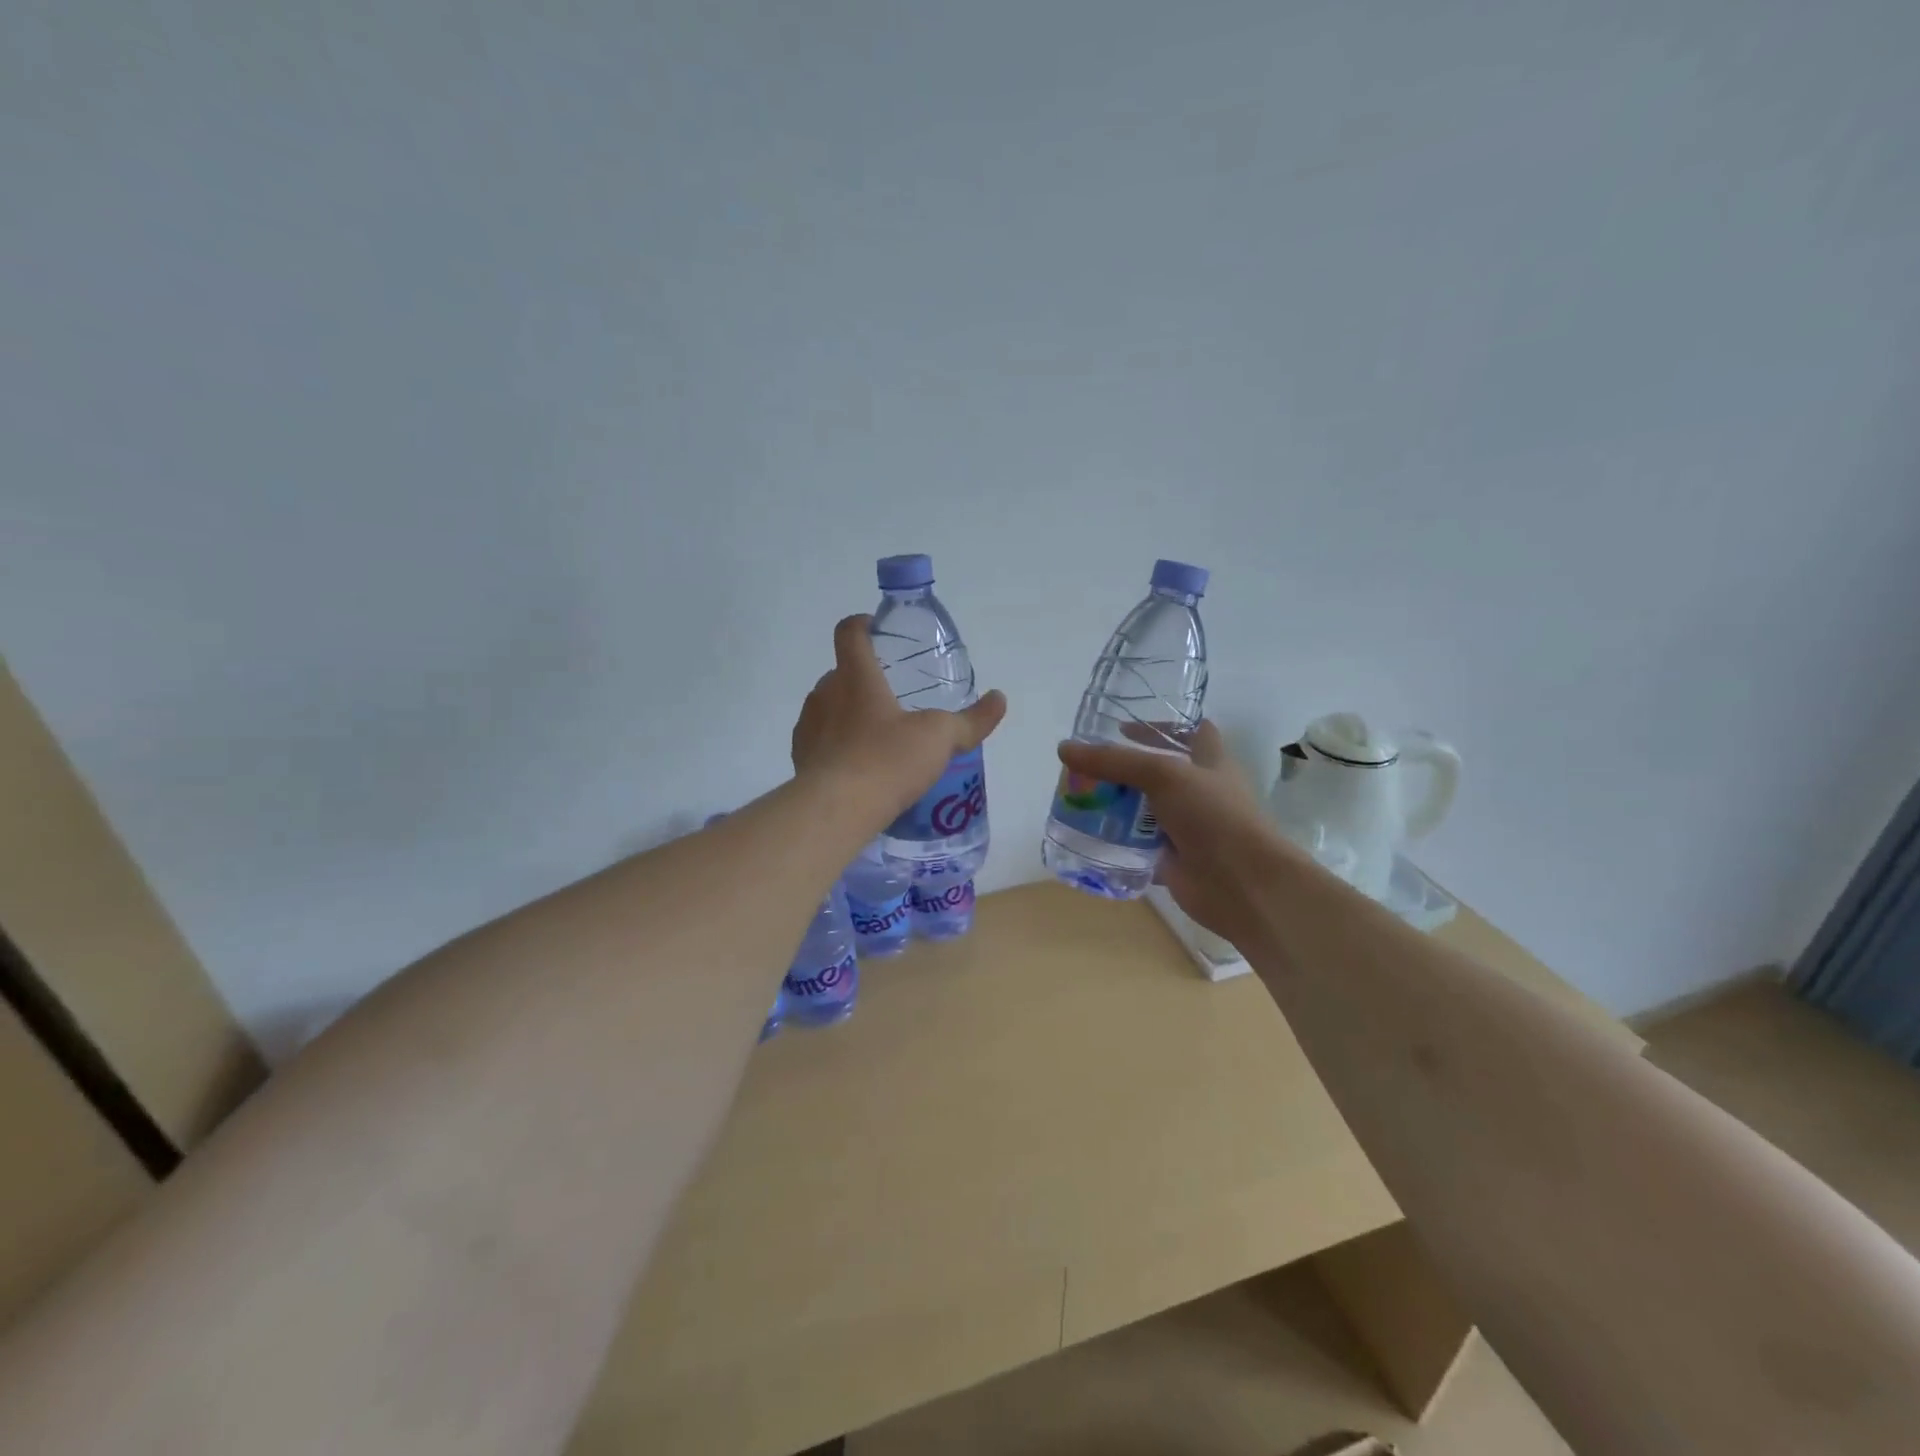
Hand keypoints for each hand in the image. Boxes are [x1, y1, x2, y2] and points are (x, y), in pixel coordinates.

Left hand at [793, 615, 1007, 823]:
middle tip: (895, 700)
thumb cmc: (887, 761)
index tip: (878, 631)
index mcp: (856, 677)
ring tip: (879, 740)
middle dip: (866, 680)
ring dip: (850, 714)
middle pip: (842, 673)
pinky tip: (860, 769)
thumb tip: (999, 699)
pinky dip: (838, 746)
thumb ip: (971, 720)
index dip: (863, 624)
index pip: (850, 632)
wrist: (835, 811)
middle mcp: (825, 693)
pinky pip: (820, 741)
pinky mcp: (800, 758)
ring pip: (829, 708)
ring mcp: (808, 726)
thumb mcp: (939, 738)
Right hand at [1056, 721, 1301, 942]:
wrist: (1241, 884)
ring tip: (1077, 800)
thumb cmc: (1213, 816)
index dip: (1161, 726)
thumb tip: (1064, 749)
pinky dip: (1116, 845)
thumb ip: (1114, 761)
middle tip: (1085, 766)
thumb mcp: (1163, 775)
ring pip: (1144, 812)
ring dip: (1116, 808)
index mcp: (1210, 762)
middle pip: (1158, 774)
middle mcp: (1199, 793)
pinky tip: (1087, 838)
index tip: (1123, 726)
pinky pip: (1137, 848)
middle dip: (1124, 770)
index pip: (1191, 732)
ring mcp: (1186, 828)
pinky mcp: (1172, 860)